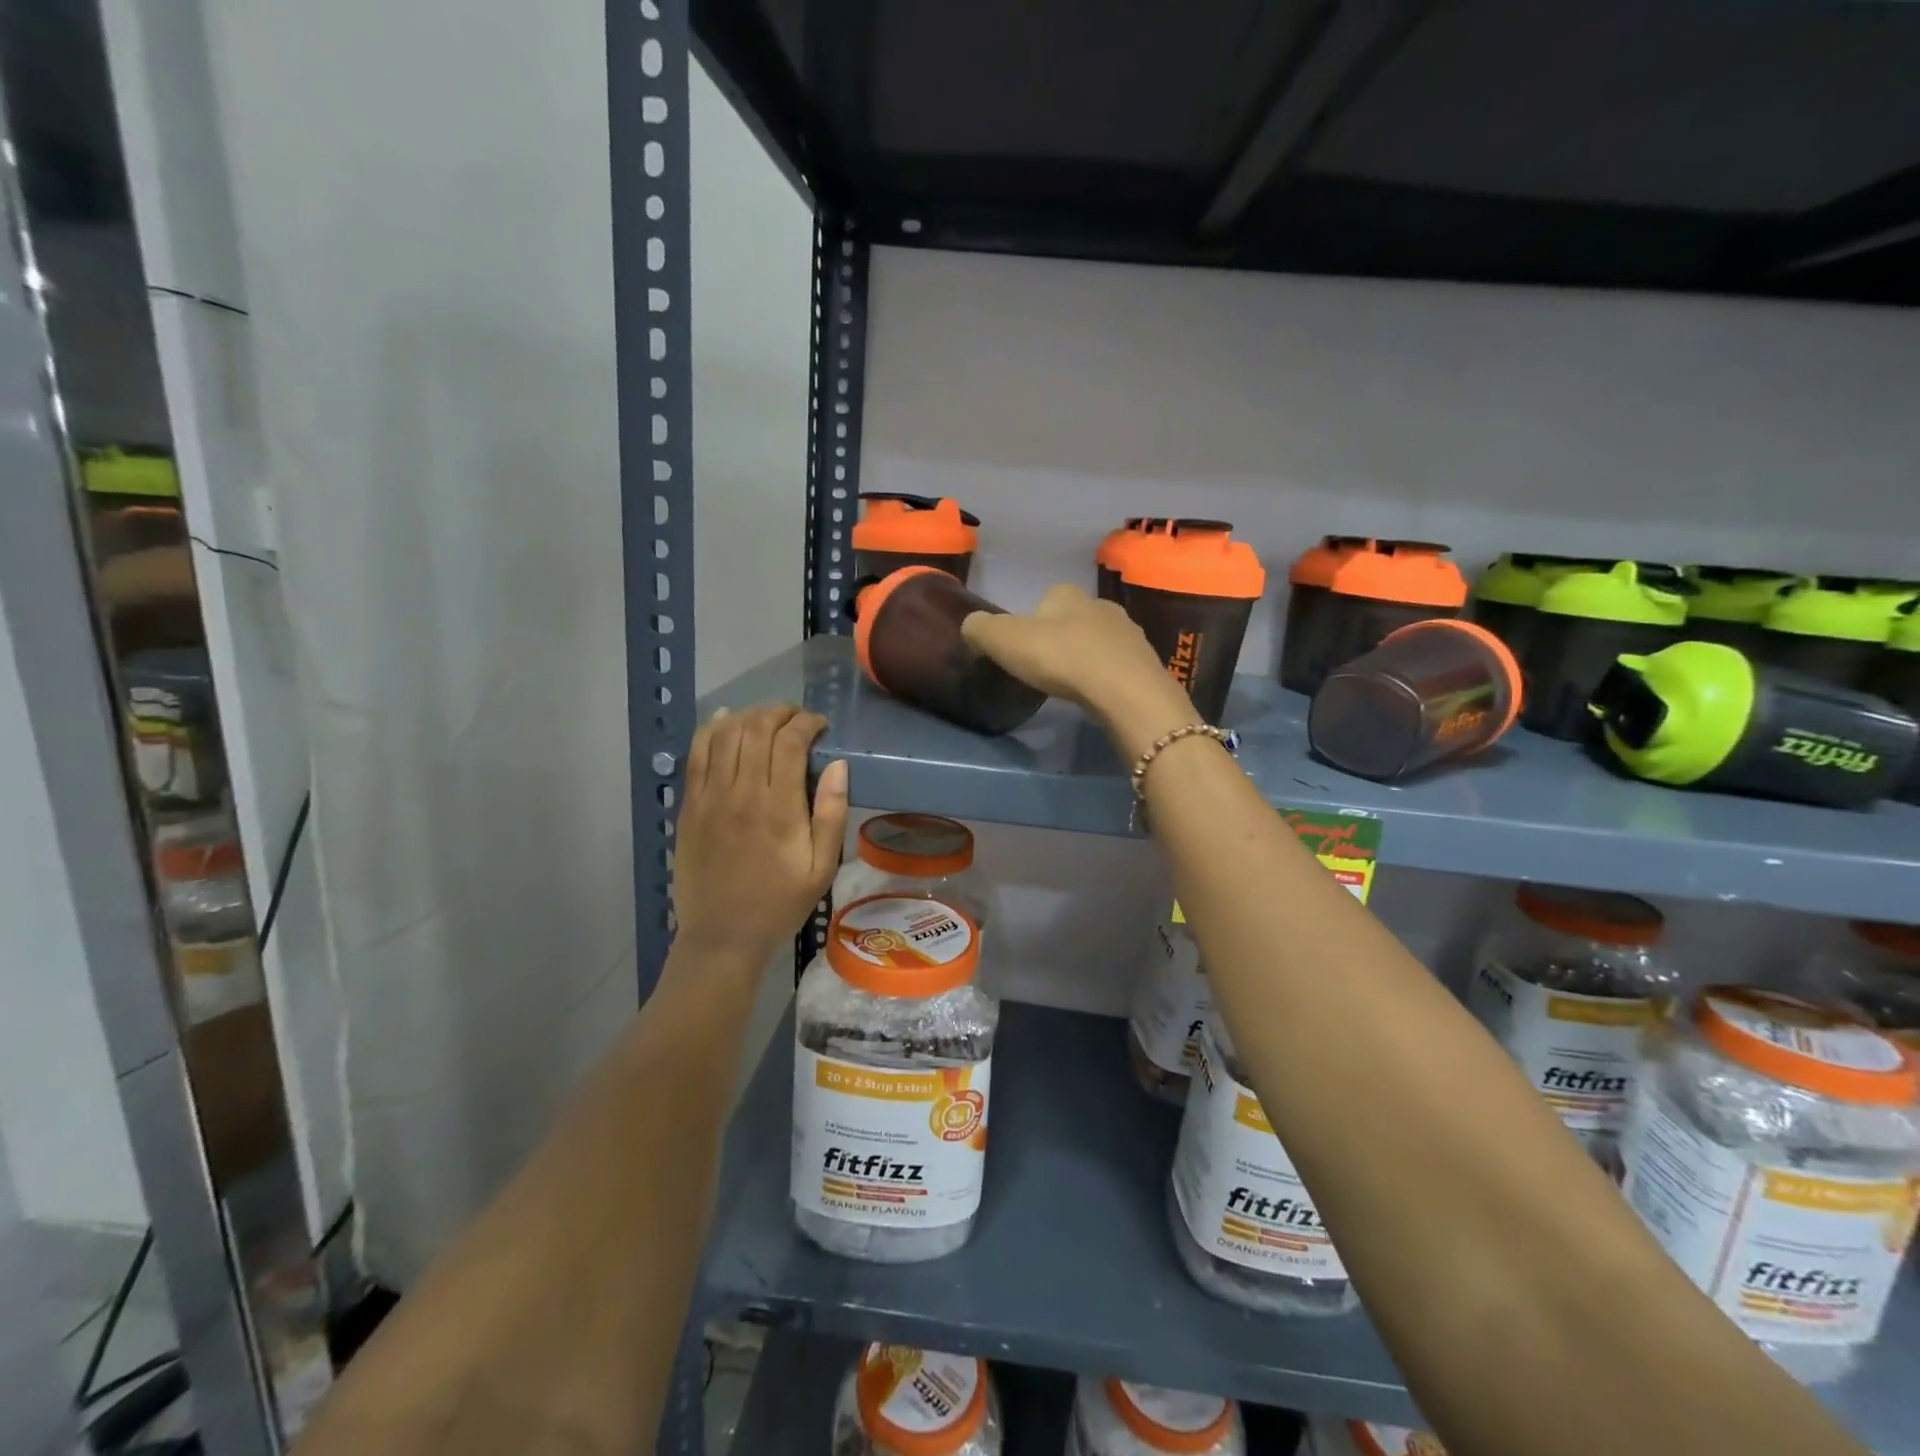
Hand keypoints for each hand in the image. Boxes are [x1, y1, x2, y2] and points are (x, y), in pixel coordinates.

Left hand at [672, 703, 848, 969]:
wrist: (722, 937)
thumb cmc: (780, 904)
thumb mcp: (821, 868)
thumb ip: (830, 814)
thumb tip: (838, 765)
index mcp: (778, 808)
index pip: (789, 742)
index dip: (807, 723)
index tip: (820, 726)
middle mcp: (741, 793)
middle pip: (756, 728)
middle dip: (780, 712)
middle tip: (797, 719)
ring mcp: (709, 797)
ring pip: (724, 734)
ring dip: (748, 716)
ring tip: (767, 720)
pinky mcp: (689, 805)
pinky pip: (696, 754)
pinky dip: (710, 729)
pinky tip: (725, 720)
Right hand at [961, 584, 1196, 755]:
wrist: (1123, 690)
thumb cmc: (1060, 657)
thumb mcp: (1004, 640)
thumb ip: (980, 629)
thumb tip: (971, 626)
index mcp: (1067, 594)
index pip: (1044, 600)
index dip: (1030, 623)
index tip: (1023, 650)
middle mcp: (1101, 604)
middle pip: (1073, 620)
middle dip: (1060, 639)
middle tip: (1046, 669)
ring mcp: (1128, 632)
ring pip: (1098, 641)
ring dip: (1085, 658)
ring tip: (1072, 684)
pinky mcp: (1144, 661)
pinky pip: (1117, 665)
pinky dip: (1106, 676)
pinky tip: (1097, 694)